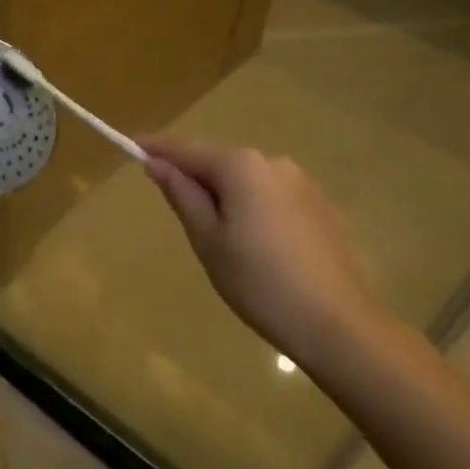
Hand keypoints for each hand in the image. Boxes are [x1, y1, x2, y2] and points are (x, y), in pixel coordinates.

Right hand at [141, 136, 382, 370]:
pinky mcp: (321, 208)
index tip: (131, 143)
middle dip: (194, 176)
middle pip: (219, 162)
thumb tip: (157, 164)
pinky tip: (252, 243)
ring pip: (247, 180)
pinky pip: (271, 196)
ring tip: (214, 234)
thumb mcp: (207, 239)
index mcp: (241, 166)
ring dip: (224, 194)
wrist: (338, 325)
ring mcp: (302, 184)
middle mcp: (273, 163)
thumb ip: (182, 194)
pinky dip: (251, 207)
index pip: (187, 150)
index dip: (157, 148)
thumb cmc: (258, 281)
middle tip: (172, 204)